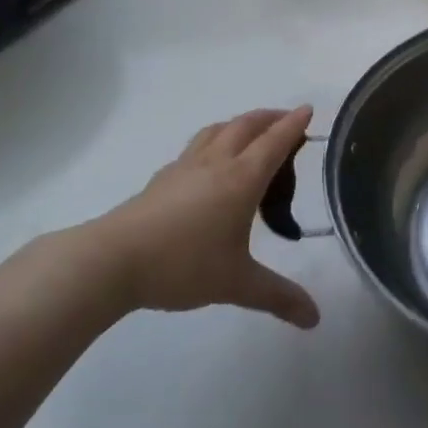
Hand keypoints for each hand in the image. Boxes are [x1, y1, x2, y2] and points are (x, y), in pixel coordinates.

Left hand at [52, 107, 320, 329]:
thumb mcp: (237, 284)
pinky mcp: (161, 179)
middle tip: (286, 120)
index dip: (293, 124)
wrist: (112, 261)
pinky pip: (196, 147)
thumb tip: (314, 318)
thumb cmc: (183, 265)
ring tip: (250, 133)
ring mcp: (184, 167)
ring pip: (217, 130)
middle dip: (269, 118)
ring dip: (240, 124)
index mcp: (241, 179)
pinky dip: (214, 142)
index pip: (274, 142)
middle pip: (245, 126)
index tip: (308, 109)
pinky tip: (208, 163)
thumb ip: (278, 296)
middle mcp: (216, 163)